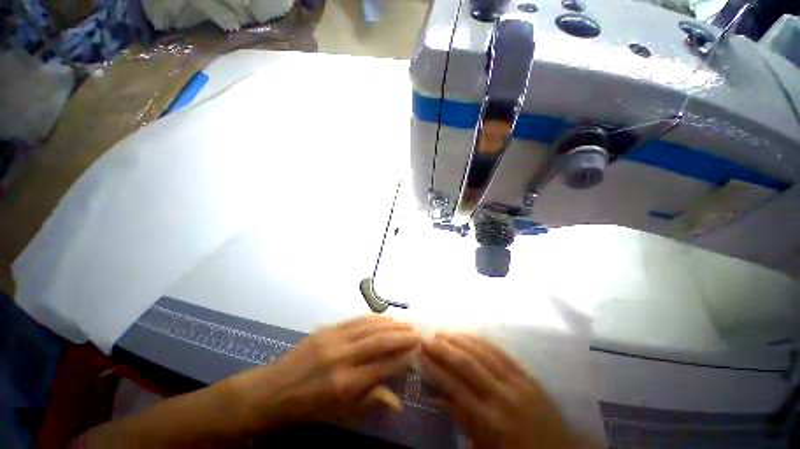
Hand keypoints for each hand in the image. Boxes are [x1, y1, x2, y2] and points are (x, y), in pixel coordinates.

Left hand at [229, 316, 419, 433]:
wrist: (274, 389)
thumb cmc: (308, 407)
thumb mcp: (339, 413)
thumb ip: (370, 403)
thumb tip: (398, 403)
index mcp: (345, 384)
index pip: (382, 366)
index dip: (402, 358)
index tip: (417, 352)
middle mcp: (342, 358)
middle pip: (378, 342)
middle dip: (401, 337)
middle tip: (417, 333)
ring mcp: (333, 340)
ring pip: (369, 328)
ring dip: (390, 325)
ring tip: (405, 324)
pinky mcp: (327, 330)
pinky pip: (355, 321)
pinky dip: (373, 318)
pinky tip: (384, 318)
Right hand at [420, 333, 573, 448]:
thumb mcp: (483, 446)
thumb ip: (459, 418)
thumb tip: (435, 395)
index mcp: (490, 421)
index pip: (454, 387)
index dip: (434, 369)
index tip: (420, 356)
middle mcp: (502, 397)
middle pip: (467, 364)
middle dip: (443, 349)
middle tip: (427, 340)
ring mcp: (517, 382)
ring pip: (482, 352)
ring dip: (459, 340)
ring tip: (443, 333)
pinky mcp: (527, 375)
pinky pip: (500, 352)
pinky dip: (480, 341)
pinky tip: (468, 335)